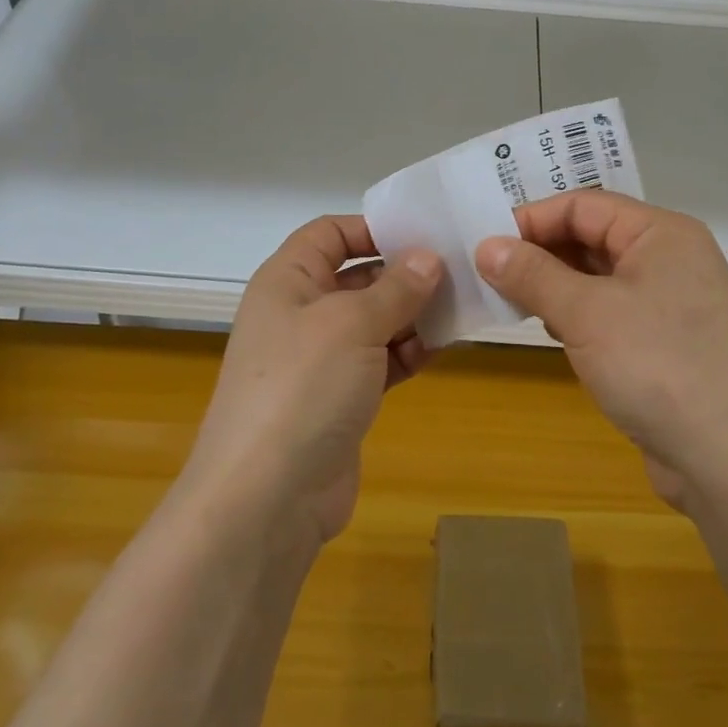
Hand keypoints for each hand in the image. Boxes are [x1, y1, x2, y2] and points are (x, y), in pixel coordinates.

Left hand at [181, 216, 441, 545]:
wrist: (266, 498)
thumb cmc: (303, 387)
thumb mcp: (352, 324)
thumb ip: (396, 287)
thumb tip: (428, 258)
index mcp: (288, 281)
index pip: (329, 233)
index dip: (372, 228)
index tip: (424, 233)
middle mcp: (301, 313)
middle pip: (358, 276)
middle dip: (405, 273)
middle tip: (460, 269)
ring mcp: (320, 359)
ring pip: (374, 320)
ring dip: (413, 314)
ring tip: (461, 307)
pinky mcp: (340, 398)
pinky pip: (380, 361)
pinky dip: (408, 351)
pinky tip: (442, 346)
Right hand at [476, 192, 727, 508]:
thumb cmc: (658, 366)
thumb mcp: (585, 313)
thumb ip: (532, 274)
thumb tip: (487, 246)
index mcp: (661, 233)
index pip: (584, 205)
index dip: (532, 220)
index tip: (485, 245)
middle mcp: (670, 259)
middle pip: (592, 238)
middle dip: (541, 254)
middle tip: (488, 274)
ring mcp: (671, 304)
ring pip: (599, 278)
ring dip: (556, 287)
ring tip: (512, 303)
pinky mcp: (666, 344)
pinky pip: (611, 314)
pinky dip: (577, 317)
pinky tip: (553, 334)